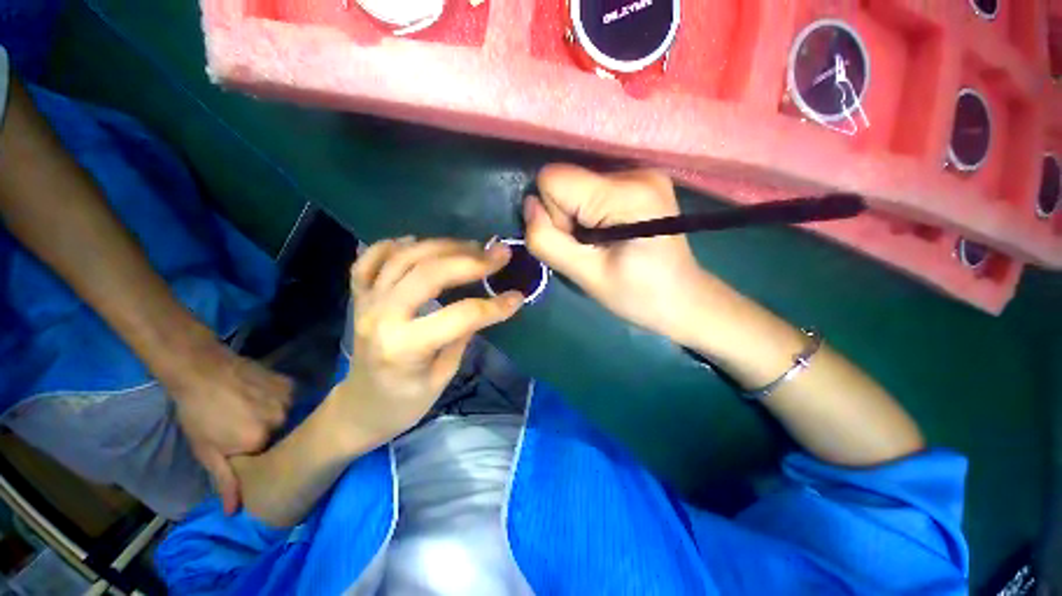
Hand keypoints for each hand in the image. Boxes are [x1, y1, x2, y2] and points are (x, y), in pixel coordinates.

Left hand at [167, 344, 292, 513]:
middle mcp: (281, 420)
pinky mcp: (290, 384)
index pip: (269, 457)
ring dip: (274, 418)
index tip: (247, 449)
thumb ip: (224, 480)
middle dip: (267, 436)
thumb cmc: (198, 414)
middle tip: (246, 428)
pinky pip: (290, 400)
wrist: (202, 371)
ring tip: (252, 410)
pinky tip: (261, 396)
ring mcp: (288, 399)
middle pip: (281, 436)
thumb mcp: (205, 451)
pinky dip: (279, 402)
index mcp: (259, 440)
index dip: (257, 455)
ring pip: (287, 417)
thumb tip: (236, 511)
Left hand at [332, 238, 523, 439]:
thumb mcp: (443, 376)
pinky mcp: (359, 296)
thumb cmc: (405, 402)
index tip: (517, 297)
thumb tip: (486, 304)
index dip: (494, 306)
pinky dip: (393, 245)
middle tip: (499, 255)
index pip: (460, 316)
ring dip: (442, 246)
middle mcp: (381, 317)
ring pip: (404, 257)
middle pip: (429, 273)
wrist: (360, 407)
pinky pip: (369, 259)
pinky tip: (417, 242)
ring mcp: (366, 302)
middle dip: (470, 260)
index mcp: (405, 347)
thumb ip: (462, 335)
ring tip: (471, 246)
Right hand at [525, 164, 720, 342]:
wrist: (685, 300)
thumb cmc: (638, 295)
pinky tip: (612, 233)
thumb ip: (548, 241)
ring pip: (578, 184)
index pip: (553, 179)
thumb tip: (529, 205)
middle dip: (566, 217)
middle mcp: (636, 171)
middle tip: (592, 248)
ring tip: (604, 243)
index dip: (553, 215)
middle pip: (566, 180)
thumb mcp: (586, 276)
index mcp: (626, 194)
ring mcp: (642, 172)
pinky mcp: (642, 180)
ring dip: (579, 216)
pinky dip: (591, 212)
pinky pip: (593, 188)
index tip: (576, 243)